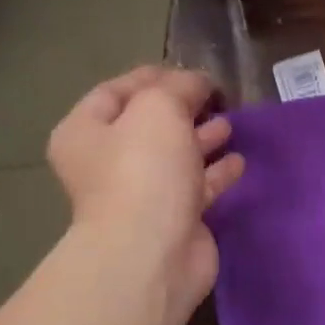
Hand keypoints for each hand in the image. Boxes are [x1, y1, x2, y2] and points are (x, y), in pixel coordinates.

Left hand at [47, 67, 244, 318]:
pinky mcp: (174, 220)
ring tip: (231, 125)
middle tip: (216, 98)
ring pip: (176, 157)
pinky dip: (216, 173)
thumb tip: (198, 84)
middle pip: (148, 126)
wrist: (153, 252)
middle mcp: (108, 163)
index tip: (192, 72)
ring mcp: (142, 195)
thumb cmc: (144, 171)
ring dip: (202, 140)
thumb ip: (180, 88)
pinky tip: (239, 162)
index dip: (153, 77)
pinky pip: (198, 188)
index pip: (116, 91)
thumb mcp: (159, 109)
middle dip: (182, 109)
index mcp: (86, 132)